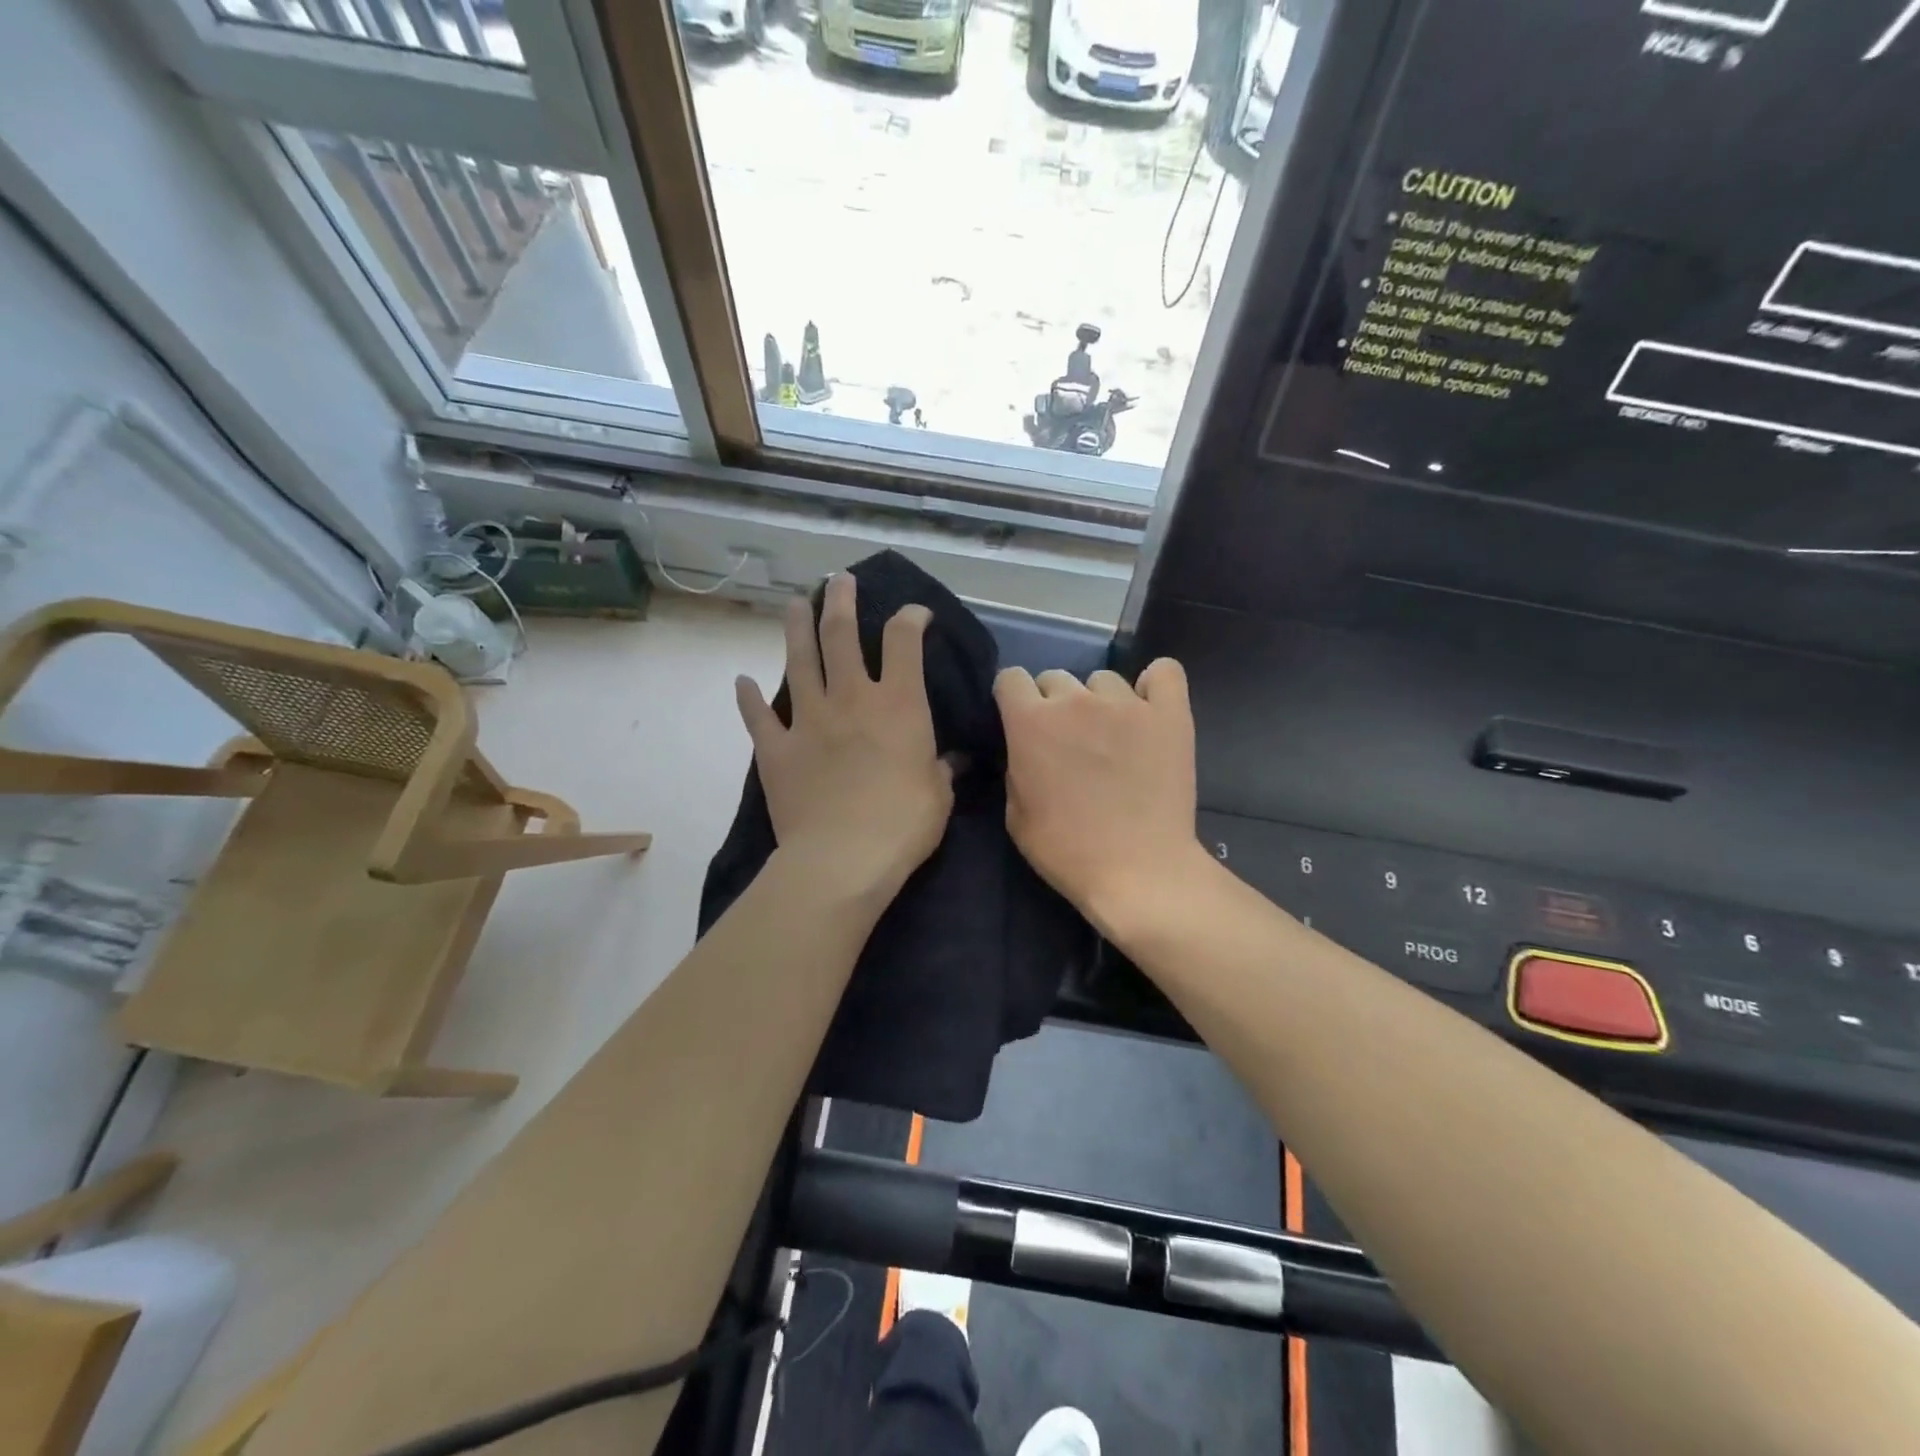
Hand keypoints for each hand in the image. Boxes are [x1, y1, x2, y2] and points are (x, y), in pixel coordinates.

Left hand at [737, 573, 952, 903]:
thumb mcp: (938, 795)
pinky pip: (758, 718)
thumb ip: (940, 769)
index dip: (910, 618)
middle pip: (841, 634)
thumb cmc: (903, 825)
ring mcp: (808, 720)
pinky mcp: (777, 749)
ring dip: (796, 628)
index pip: (904, 641)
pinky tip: (742, 682)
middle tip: (839, 581)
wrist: (842, 860)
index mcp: (897, 704)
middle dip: (841, 601)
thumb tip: (950, 761)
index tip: (915, 613)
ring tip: (795, 604)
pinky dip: (749, 699)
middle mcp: (851, 699)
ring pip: (798, 661)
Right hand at [995, 660, 1207, 936]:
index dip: (1013, 699)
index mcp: (1031, 722)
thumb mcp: (1016, 814)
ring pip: (1103, 680)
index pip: (1010, 678)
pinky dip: (1155, 685)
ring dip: (1099, 701)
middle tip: (1068, 740)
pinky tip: (1150, 708)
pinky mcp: (1170, 714)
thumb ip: (1016, 765)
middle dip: (1054, 704)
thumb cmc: (1067, 851)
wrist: (1137, 871)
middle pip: (1055, 677)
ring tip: (1112, 735)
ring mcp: (1127, 703)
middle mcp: (1075, 700)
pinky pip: (1164, 673)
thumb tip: (1026, 746)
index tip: (1021, 721)